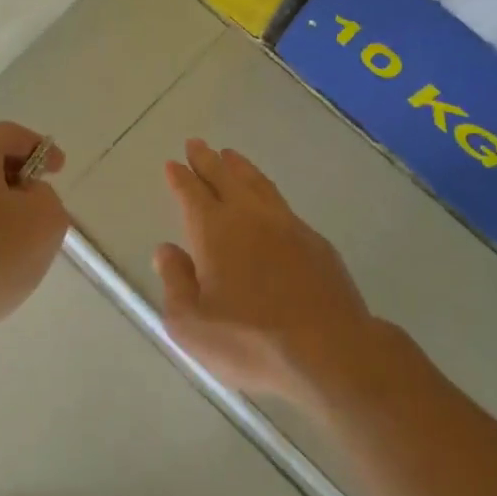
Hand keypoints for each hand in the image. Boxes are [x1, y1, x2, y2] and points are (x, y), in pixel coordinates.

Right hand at [153, 139, 373, 402]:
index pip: (192, 194)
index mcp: (214, 231)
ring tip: (230, 156)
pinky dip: (266, 191)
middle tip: (196, 144)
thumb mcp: (192, 324)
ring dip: (240, 168)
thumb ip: (175, 282)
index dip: (180, 178)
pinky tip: (267, 200)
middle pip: (224, 177)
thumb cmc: (251, 341)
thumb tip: (166, 250)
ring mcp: (287, 226)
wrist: (331, 351)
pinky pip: (282, 203)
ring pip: (257, 184)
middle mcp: (250, 217)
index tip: (173, 164)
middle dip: (207, 160)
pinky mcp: (316, 242)